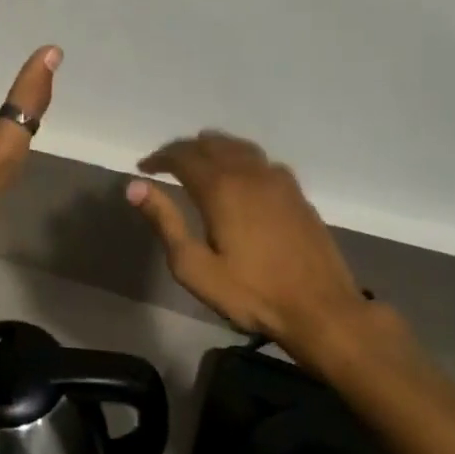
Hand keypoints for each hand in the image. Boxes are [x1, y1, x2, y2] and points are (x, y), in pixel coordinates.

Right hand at [128, 132, 400, 370]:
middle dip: (184, 149)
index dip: (160, 157)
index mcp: (220, 188)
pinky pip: (262, 161)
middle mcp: (249, 173)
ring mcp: (278, 181)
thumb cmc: (250, 293)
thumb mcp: (194, 266)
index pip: (183, 156)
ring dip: (214, 148)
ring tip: (199, 160)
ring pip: (239, 147)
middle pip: (211, 144)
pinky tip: (241, 176)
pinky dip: (241, 159)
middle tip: (166, 163)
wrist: (320, 309)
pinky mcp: (297, 194)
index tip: (143, 167)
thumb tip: (134, 186)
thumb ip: (164, 221)